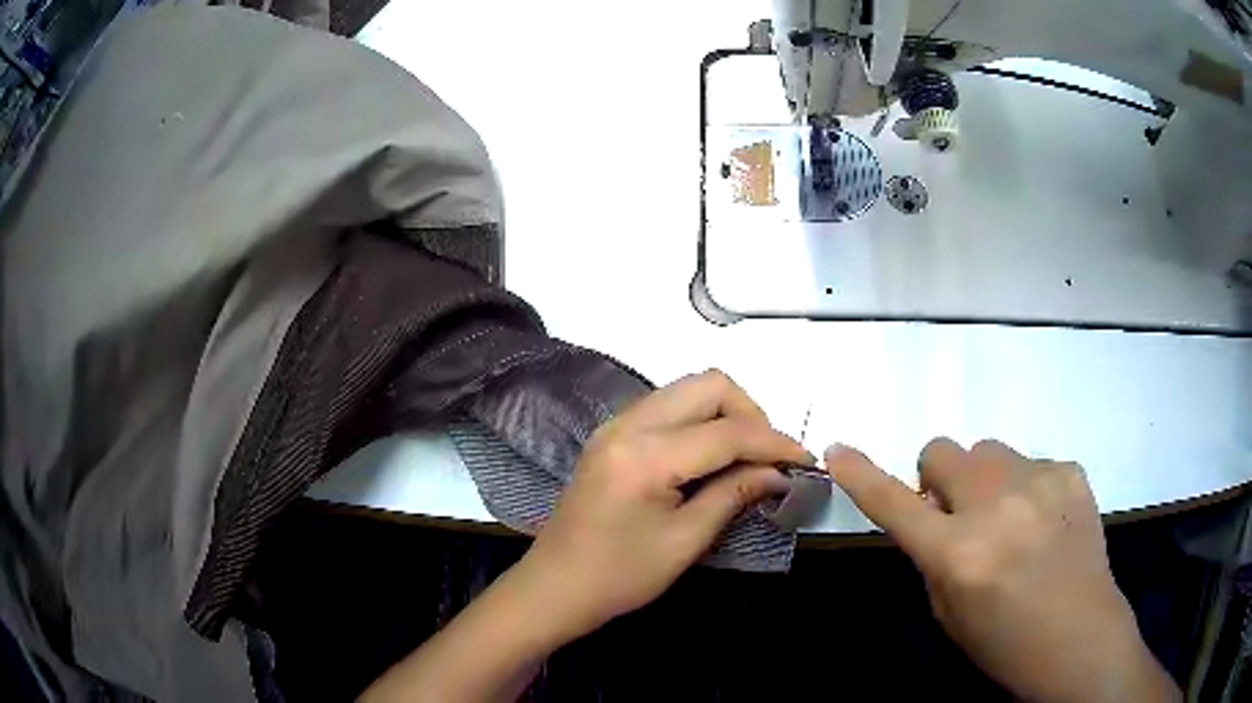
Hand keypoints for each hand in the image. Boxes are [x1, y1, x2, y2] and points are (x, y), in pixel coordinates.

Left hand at [515, 369, 811, 639]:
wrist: (555, 586)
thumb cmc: (619, 576)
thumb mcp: (685, 541)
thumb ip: (734, 495)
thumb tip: (779, 472)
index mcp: (646, 454)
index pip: (728, 431)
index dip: (774, 443)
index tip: (806, 460)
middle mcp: (629, 423)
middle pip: (708, 385)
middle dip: (750, 414)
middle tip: (769, 457)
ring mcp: (616, 425)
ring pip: (688, 390)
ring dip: (725, 414)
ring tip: (746, 458)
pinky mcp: (612, 435)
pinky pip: (668, 407)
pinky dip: (700, 421)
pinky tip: (711, 457)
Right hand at [826, 439, 1178, 702]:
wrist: (1079, 639)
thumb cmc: (1004, 642)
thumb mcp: (949, 611)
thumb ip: (932, 556)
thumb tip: (929, 512)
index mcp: (959, 554)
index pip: (895, 504)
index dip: (862, 475)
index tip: (839, 450)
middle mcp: (997, 507)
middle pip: (944, 450)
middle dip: (940, 480)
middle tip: (959, 514)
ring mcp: (1040, 482)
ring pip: (989, 451)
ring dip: (985, 480)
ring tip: (1010, 518)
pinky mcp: (1071, 471)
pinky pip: (1032, 463)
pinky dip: (1028, 487)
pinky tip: (1046, 521)